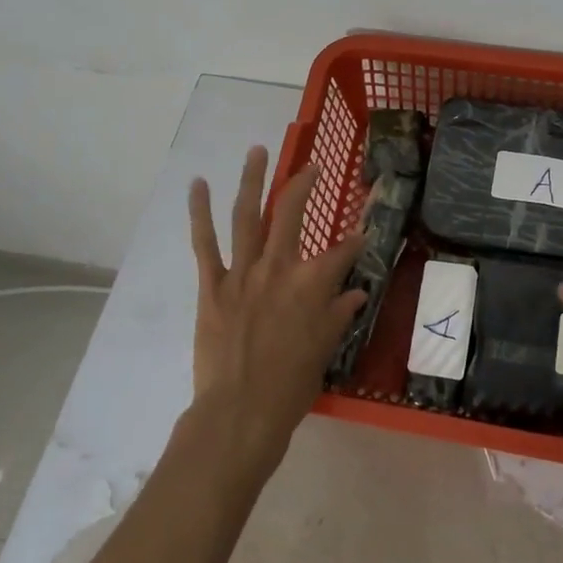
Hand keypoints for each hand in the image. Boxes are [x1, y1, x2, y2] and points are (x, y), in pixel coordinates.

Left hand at [186, 146, 366, 470]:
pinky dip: (199, 211)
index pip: (342, 253)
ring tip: (256, 150)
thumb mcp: (325, 349)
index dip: (356, 241)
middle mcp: (279, 267)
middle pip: (291, 214)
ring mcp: (243, 272)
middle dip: (303, 185)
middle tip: (311, 167)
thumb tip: (357, 293)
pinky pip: (204, 242)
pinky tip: (198, 184)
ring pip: (248, 215)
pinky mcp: (212, 285)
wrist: (240, 412)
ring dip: (252, 179)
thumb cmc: (291, 385)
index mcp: (312, 284)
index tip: (363, 232)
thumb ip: (340, 314)